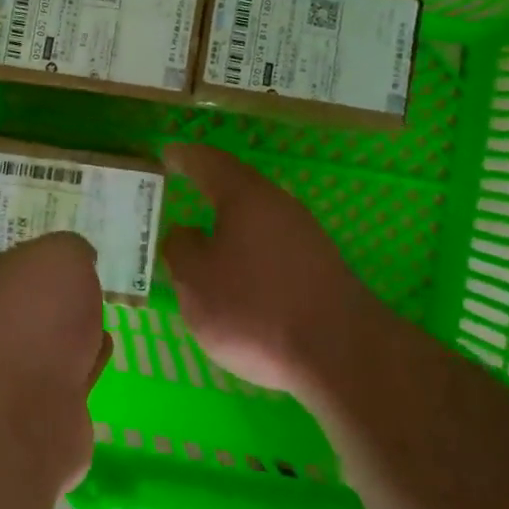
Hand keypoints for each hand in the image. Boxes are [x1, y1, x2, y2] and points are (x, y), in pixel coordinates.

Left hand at [0, 231, 109, 488]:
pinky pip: (67, 380)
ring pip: (50, 344)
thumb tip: (79, 259)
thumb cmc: (36, 314)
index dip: (48, 259)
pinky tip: (97, 359)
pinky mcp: (35, 411)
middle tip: (92, 291)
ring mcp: (9, 372)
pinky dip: (83, 369)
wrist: (24, 407)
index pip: (17, 262)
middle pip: (33, 305)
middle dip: (63, 301)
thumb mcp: (62, 255)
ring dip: (75, 337)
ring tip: (98, 325)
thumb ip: (72, 249)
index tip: (77, 259)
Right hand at [161, 144, 379, 394]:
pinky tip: (242, 274)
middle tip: (183, 190)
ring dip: (232, 223)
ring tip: (207, 237)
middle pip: (238, 187)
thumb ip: (180, 249)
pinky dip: (251, 250)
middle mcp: (279, 205)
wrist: (341, 353)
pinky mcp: (321, 267)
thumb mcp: (195, 281)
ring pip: (259, 218)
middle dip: (210, 187)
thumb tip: (184, 233)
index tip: (166, 154)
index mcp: (244, 196)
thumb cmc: (255, 308)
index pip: (208, 162)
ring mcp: (306, 235)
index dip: (184, 157)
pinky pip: (274, 245)